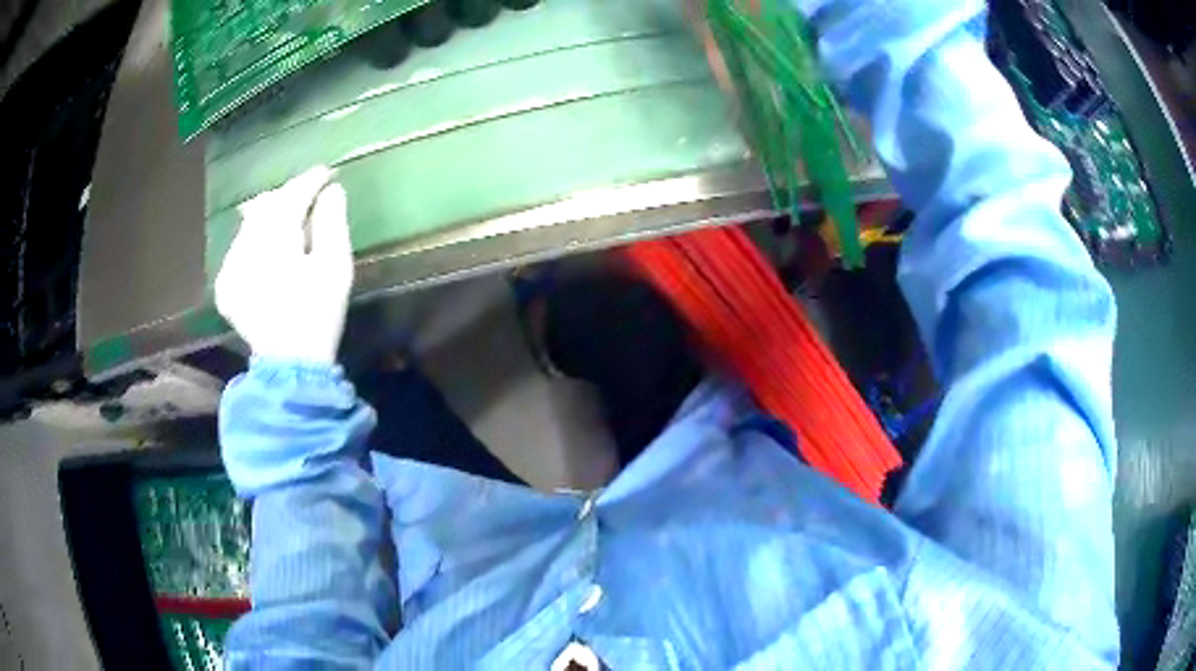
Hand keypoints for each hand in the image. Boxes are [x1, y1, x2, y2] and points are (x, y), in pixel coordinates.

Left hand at [215, 166, 352, 364]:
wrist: (289, 364)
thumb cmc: (318, 315)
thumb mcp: (335, 268)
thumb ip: (332, 223)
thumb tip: (332, 190)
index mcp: (275, 241)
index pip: (291, 197)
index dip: (309, 181)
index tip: (327, 173)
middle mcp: (245, 248)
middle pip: (266, 206)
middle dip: (287, 197)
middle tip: (309, 195)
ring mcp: (230, 268)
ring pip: (250, 226)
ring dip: (270, 218)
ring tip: (289, 221)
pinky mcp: (225, 286)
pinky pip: (239, 249)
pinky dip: (255, 242)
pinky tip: (269, 252)